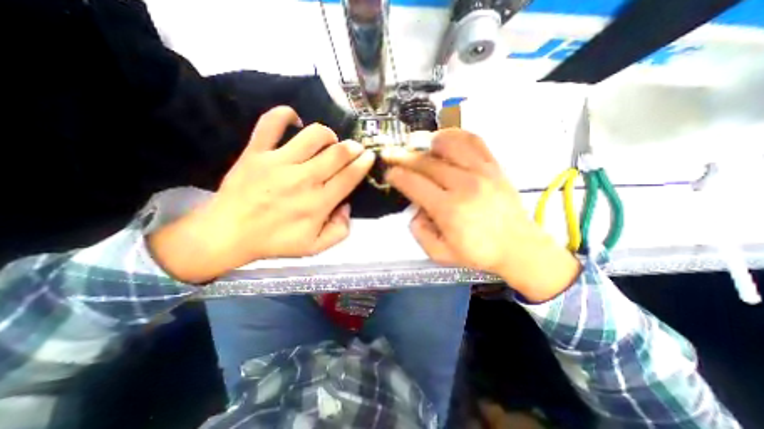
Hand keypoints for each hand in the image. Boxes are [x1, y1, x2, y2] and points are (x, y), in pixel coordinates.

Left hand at [148, 106, 375, 282]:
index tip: (369, 156)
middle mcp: (303, 179)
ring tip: (328, 141)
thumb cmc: (275, 242)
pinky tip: (295, 120)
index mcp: (318, 203)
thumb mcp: (316, 247)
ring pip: (313, 135)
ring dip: (328, 134)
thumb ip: (340, 230)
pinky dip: (285, 115)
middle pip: (337, 153)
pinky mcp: (256, 152)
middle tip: (354, 148)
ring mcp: (278, 162)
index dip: (363, 163)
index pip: (349, 176)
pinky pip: (271, 123)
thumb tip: (346, 205)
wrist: (228, 234)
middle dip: (353, 147)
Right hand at [386, 129, 583, 299]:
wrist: (518, 247)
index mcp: (448, 209)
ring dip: (428, 142)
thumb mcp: (439, 254)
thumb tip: (415, 208)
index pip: (414, 183)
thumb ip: (419, 232)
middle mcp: (464, 185)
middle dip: (403, 157)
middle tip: (392, 155)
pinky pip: (474, 141)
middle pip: (426, 162)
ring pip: (449, 144)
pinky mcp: (494, 167)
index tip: (389, 173)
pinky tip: (445, 139)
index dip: (396, 175)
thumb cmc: (478, 253)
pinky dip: (456, 135)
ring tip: (417, 145)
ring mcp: (482, 172)